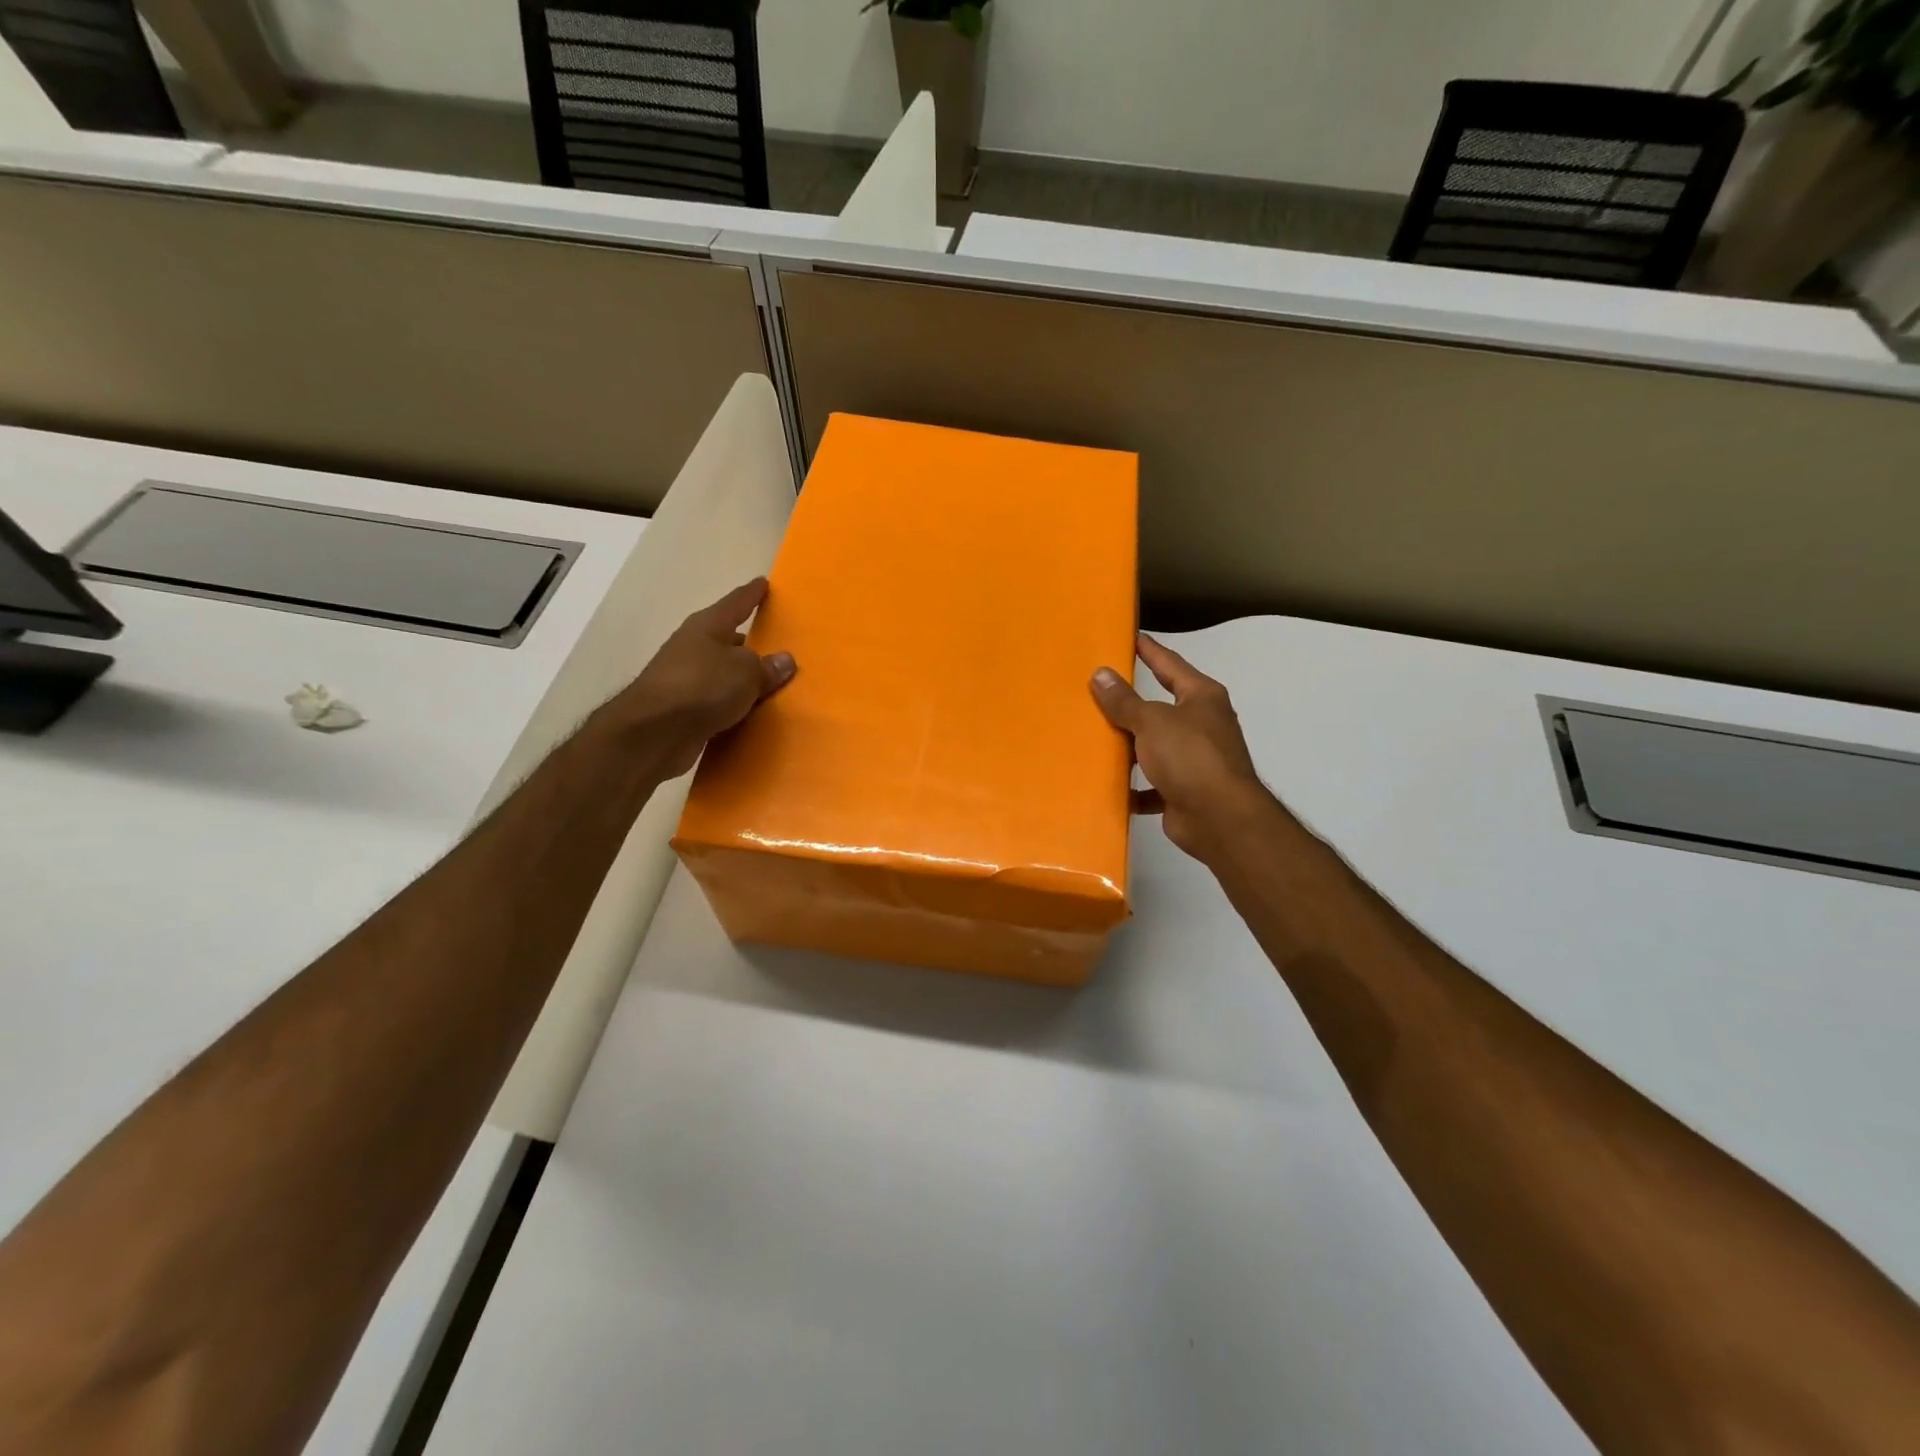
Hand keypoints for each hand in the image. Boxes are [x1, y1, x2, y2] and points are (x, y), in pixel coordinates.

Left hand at [603, 578, 795, 779]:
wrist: (654, 733)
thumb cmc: (703, 687)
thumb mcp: (746, 672)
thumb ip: (767, 667)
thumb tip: (784, 660)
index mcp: (707, 627)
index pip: (736, 603)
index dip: (752, 594)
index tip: (763, 583)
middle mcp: (692, 647)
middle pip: (725, 639)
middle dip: (746, 642)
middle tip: (771, 646)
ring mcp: (683, 679)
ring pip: (720, 672)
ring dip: (738, 677)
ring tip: (765, 683)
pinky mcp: (681, 709)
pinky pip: (715, 701)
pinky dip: (731, 704)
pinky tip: (747, 712)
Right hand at [1091, 634, 1272, 863]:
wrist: (1219, 818)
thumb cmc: (1190, 757)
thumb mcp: (1151, 721)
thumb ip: (1124, 700)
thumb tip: (1100, 674)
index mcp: (1202, 697)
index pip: (1171, 664)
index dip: (1150, 650)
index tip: (1130, 636)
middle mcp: (1202, 724)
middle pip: (1160, 707)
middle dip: (1132, 702)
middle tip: (1098, 688)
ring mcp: (1195, 760)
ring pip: (1154, 747)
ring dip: (1130, 746)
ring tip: (1094, 737)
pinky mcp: (1184, 791)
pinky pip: (1152, 785)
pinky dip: (1134, 787)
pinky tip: (1110, 785)